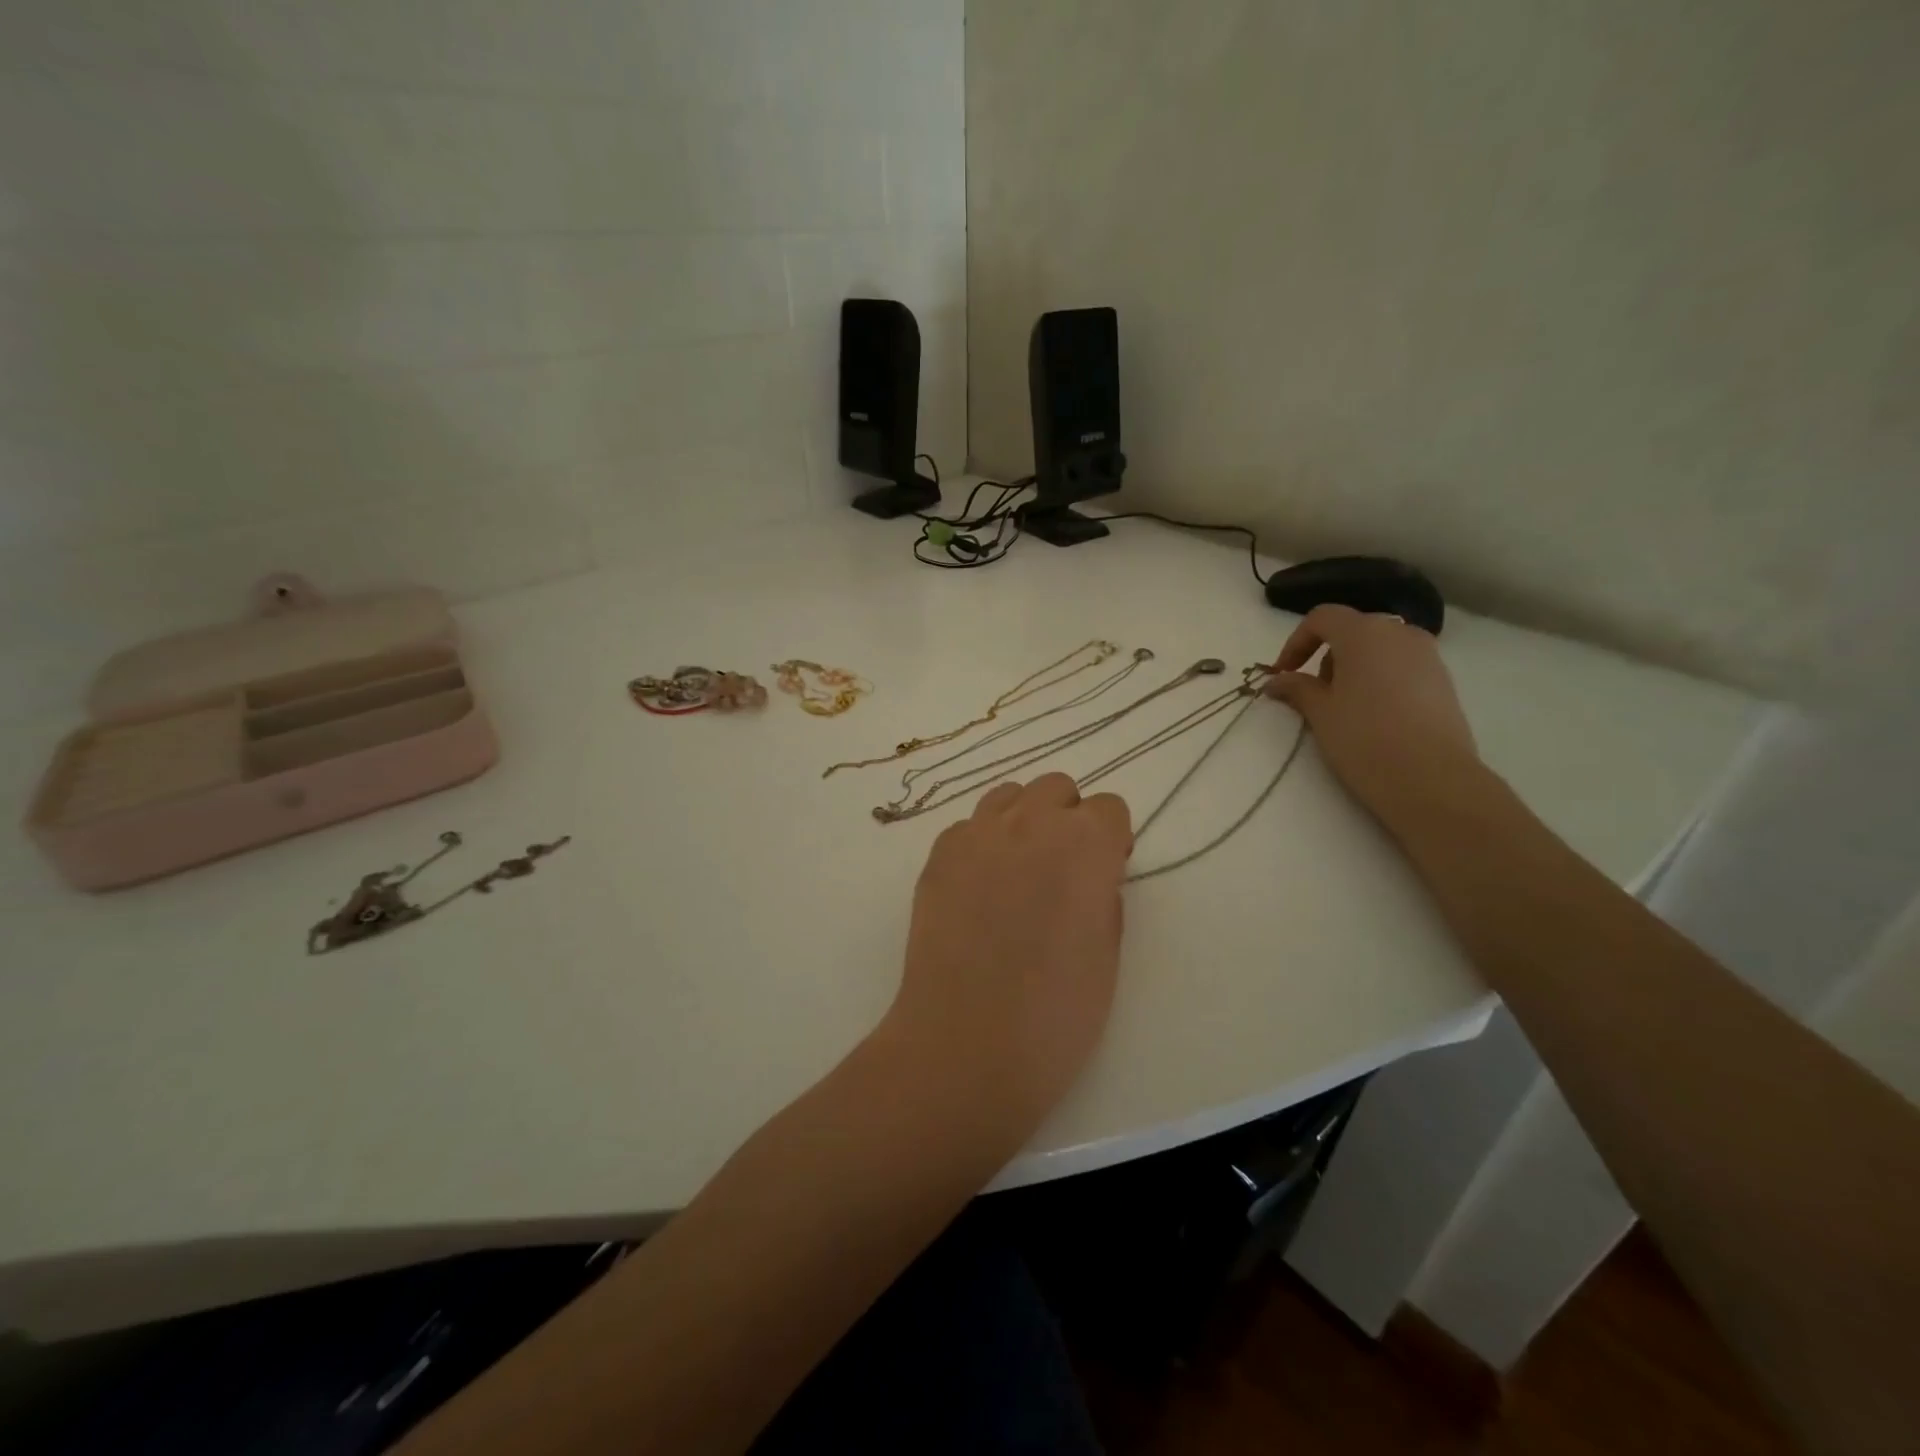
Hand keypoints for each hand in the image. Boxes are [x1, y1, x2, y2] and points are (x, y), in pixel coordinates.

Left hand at [880, 774, 1133, 1151]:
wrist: (967, 1043)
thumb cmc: (1056, 1012)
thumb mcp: (1108, 951)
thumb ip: (1103, 893)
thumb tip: (1089, 875)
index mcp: (1086, 844)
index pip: (1109, 807)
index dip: (1111, 839)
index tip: (1105, 871)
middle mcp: (1031, 823)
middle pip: (1056, 788)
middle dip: (1067, 818)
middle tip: (1061, 869)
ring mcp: (977, 834)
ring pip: (1009, 796)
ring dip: (1023, 820)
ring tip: (1017, 871)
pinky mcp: (938, 855)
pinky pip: (969, 827)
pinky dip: (982, 844)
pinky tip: (978, 891)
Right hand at [1265, 605, 1485, 832]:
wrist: (1431, 778)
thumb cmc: (1364, 738)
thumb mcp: (1320, 713)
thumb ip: (1297, 689)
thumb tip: (1276, 681)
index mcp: (1364, 633)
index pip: (1322, 618)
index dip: (1296, 642)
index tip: (1283, 673)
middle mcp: (1399, 633)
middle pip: (1352, 630)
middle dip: (1326, 656)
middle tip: (1313, 693)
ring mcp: (1427, 655)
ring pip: (1379, 648)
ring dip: (1354, 668)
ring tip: (1344, 706)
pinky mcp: (1443, 679)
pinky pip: (1401, 666)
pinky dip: (1380, 678)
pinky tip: (1374, 715)